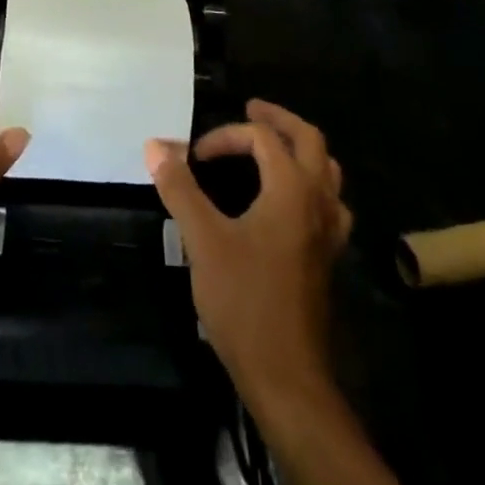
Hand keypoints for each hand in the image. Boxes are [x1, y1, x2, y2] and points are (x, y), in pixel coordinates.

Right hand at [146, 100, 352, 414]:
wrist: (286, 376)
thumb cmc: (244, 301)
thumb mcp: (203, 240)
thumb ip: (180, 189)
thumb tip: (156, 145)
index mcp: (292, 189)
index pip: (263, 137)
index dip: (227, 137)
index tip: (196, 158)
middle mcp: (318, 201)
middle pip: (310, 140)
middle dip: (279, 119)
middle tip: (251, 109)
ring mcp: (329, 231)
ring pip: (327, 170)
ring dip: (301, 148)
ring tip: (274, 145)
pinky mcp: (327, 256)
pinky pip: (328, 201)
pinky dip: (311, 183)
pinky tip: (291, 199)